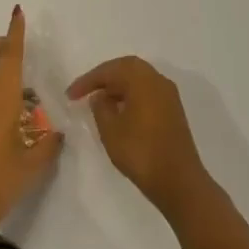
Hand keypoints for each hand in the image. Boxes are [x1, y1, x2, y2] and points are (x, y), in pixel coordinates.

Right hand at [66, 56, 215, 225]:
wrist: (178, 180)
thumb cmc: (140, 153)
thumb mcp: (111, 130)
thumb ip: (101, 108)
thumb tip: (101, 96)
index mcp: (143, 80)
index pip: (111, 70)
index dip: (88, 80)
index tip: (70, 95)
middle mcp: (158, 81)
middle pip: (128, 67)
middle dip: (105, 77)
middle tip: (85, 91)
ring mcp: (169, 95)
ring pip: (139, 79)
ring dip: (118, 86)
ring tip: (99, 102)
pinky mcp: (173, 110)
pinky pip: (148, 92)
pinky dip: (131, 95)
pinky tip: (119, 111)